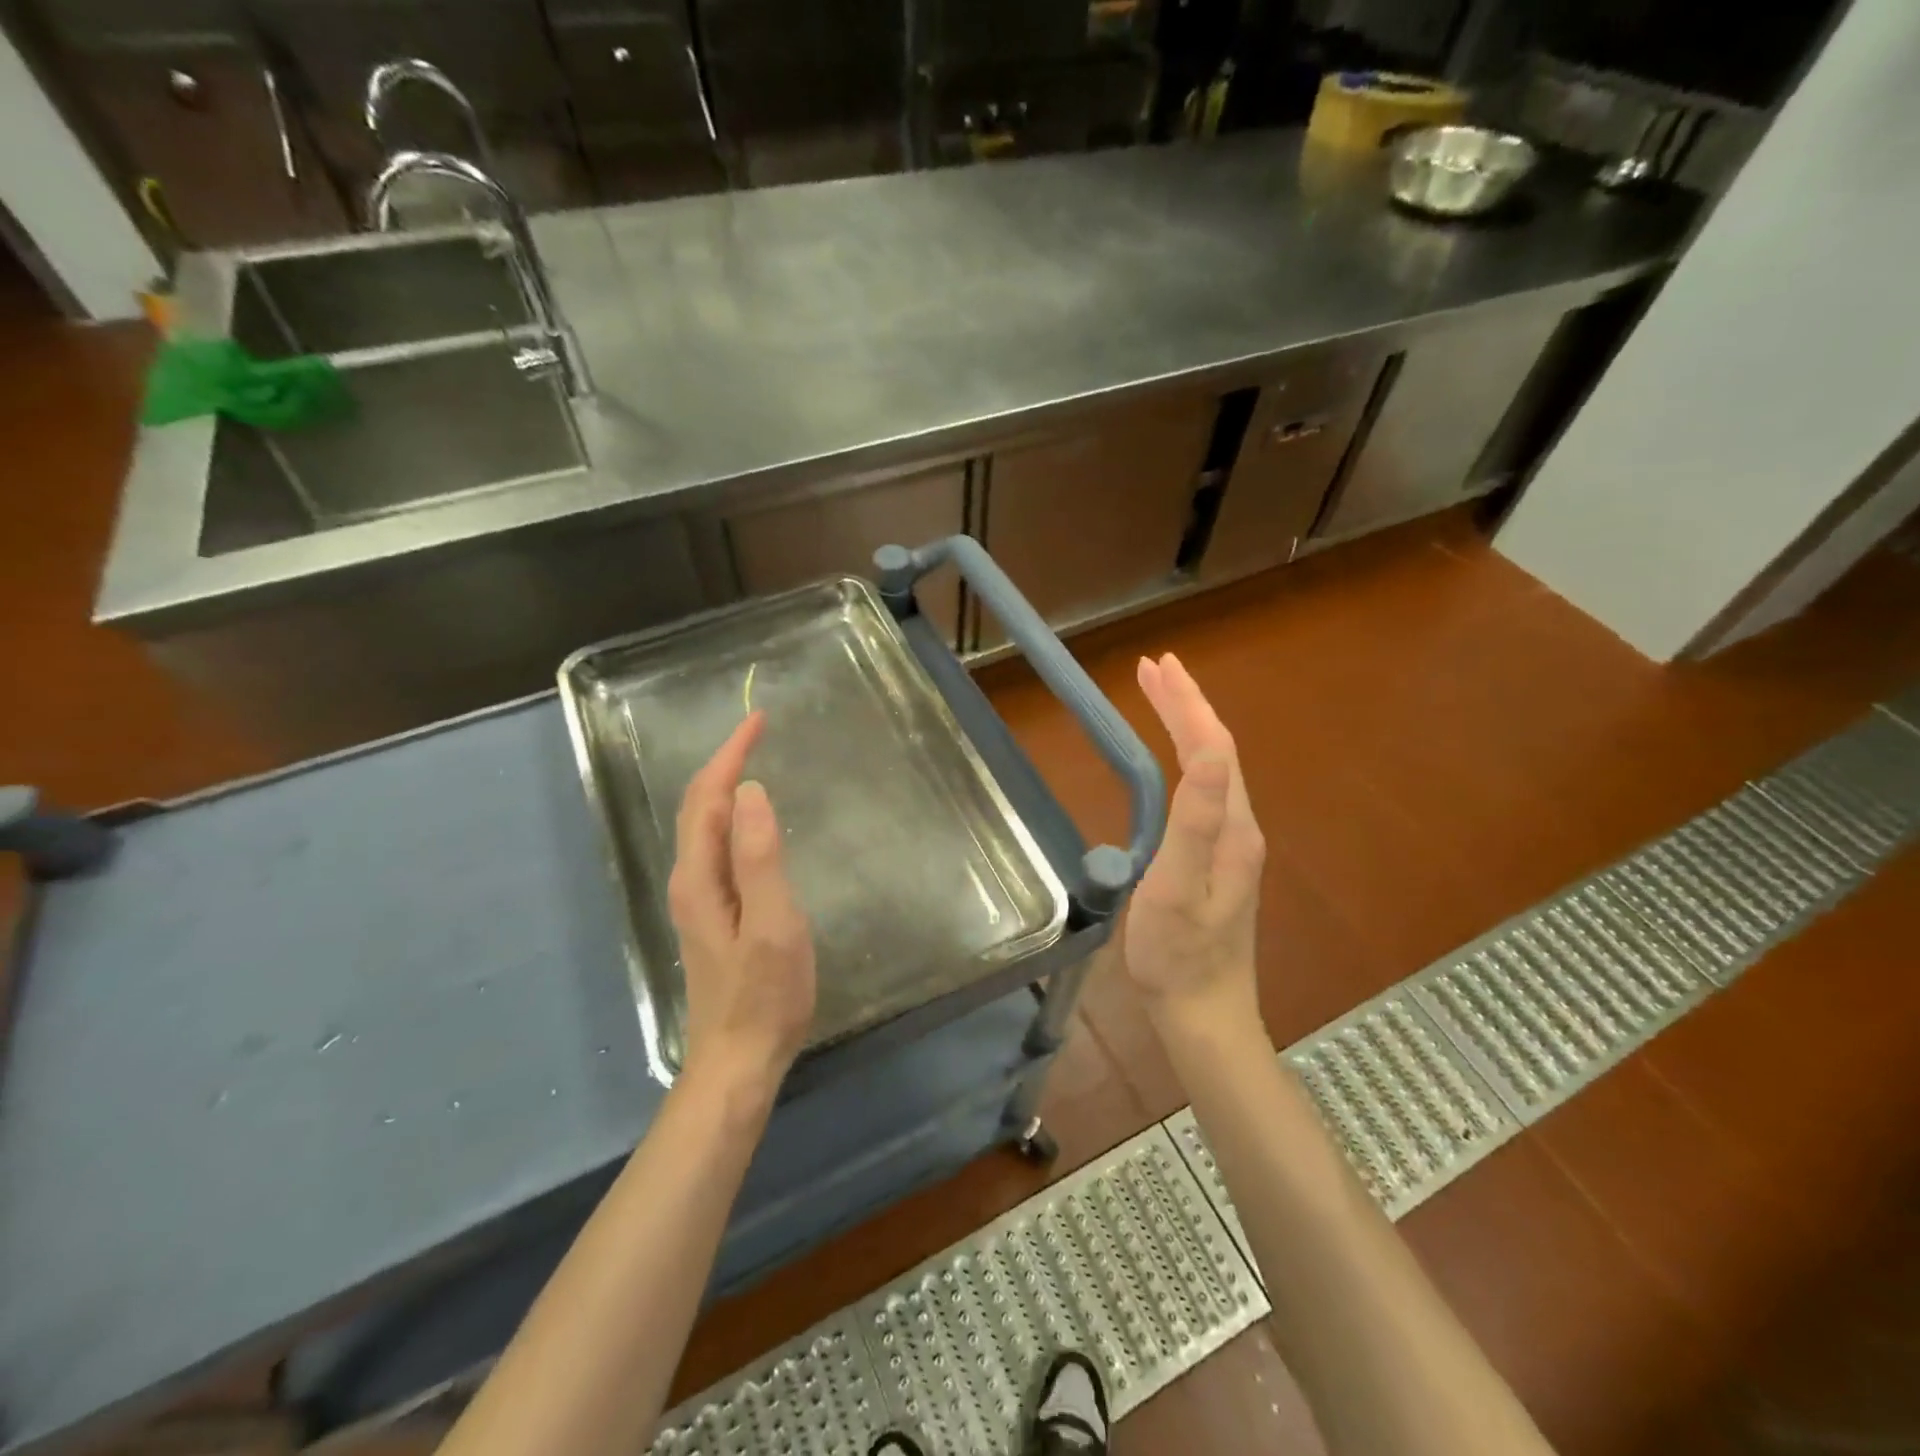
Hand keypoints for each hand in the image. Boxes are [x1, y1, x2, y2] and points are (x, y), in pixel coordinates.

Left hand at [667, 712, 816, 1109]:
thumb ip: (759, 857)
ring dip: (724, 785)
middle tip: (758, 731)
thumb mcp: (774, 924)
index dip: (731, 754)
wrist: (738, 1060)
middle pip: (697, 806)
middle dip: (723, 761)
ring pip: (703, 825)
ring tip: (754, 760)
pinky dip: (730, 815)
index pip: (708, 797)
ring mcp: (698, 899)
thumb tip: (750, 791)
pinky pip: (716, 845)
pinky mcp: (712, 914)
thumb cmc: (764, 995)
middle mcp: (689, 880)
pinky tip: (750, 820)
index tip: (759, 719)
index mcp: (700, 876)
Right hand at [1123, 653, 1265, 1036]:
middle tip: (1152, 669)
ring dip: (1185, 727)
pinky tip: (1171, 759)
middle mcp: (1239, 827)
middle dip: (1185, 705)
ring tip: (1159, 698)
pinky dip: (1184, 758)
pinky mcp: (1216, 860)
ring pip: (1212, 769)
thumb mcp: (1178, 885)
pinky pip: (1204, 790)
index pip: (1214, 747)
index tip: (1156, 665)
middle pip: (1217, 751)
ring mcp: (1230, 845)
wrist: (1202, 1014)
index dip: (1187, 703)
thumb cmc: (1177, 953)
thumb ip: (1196, 819)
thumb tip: (1211, 749)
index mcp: (1232, 827)